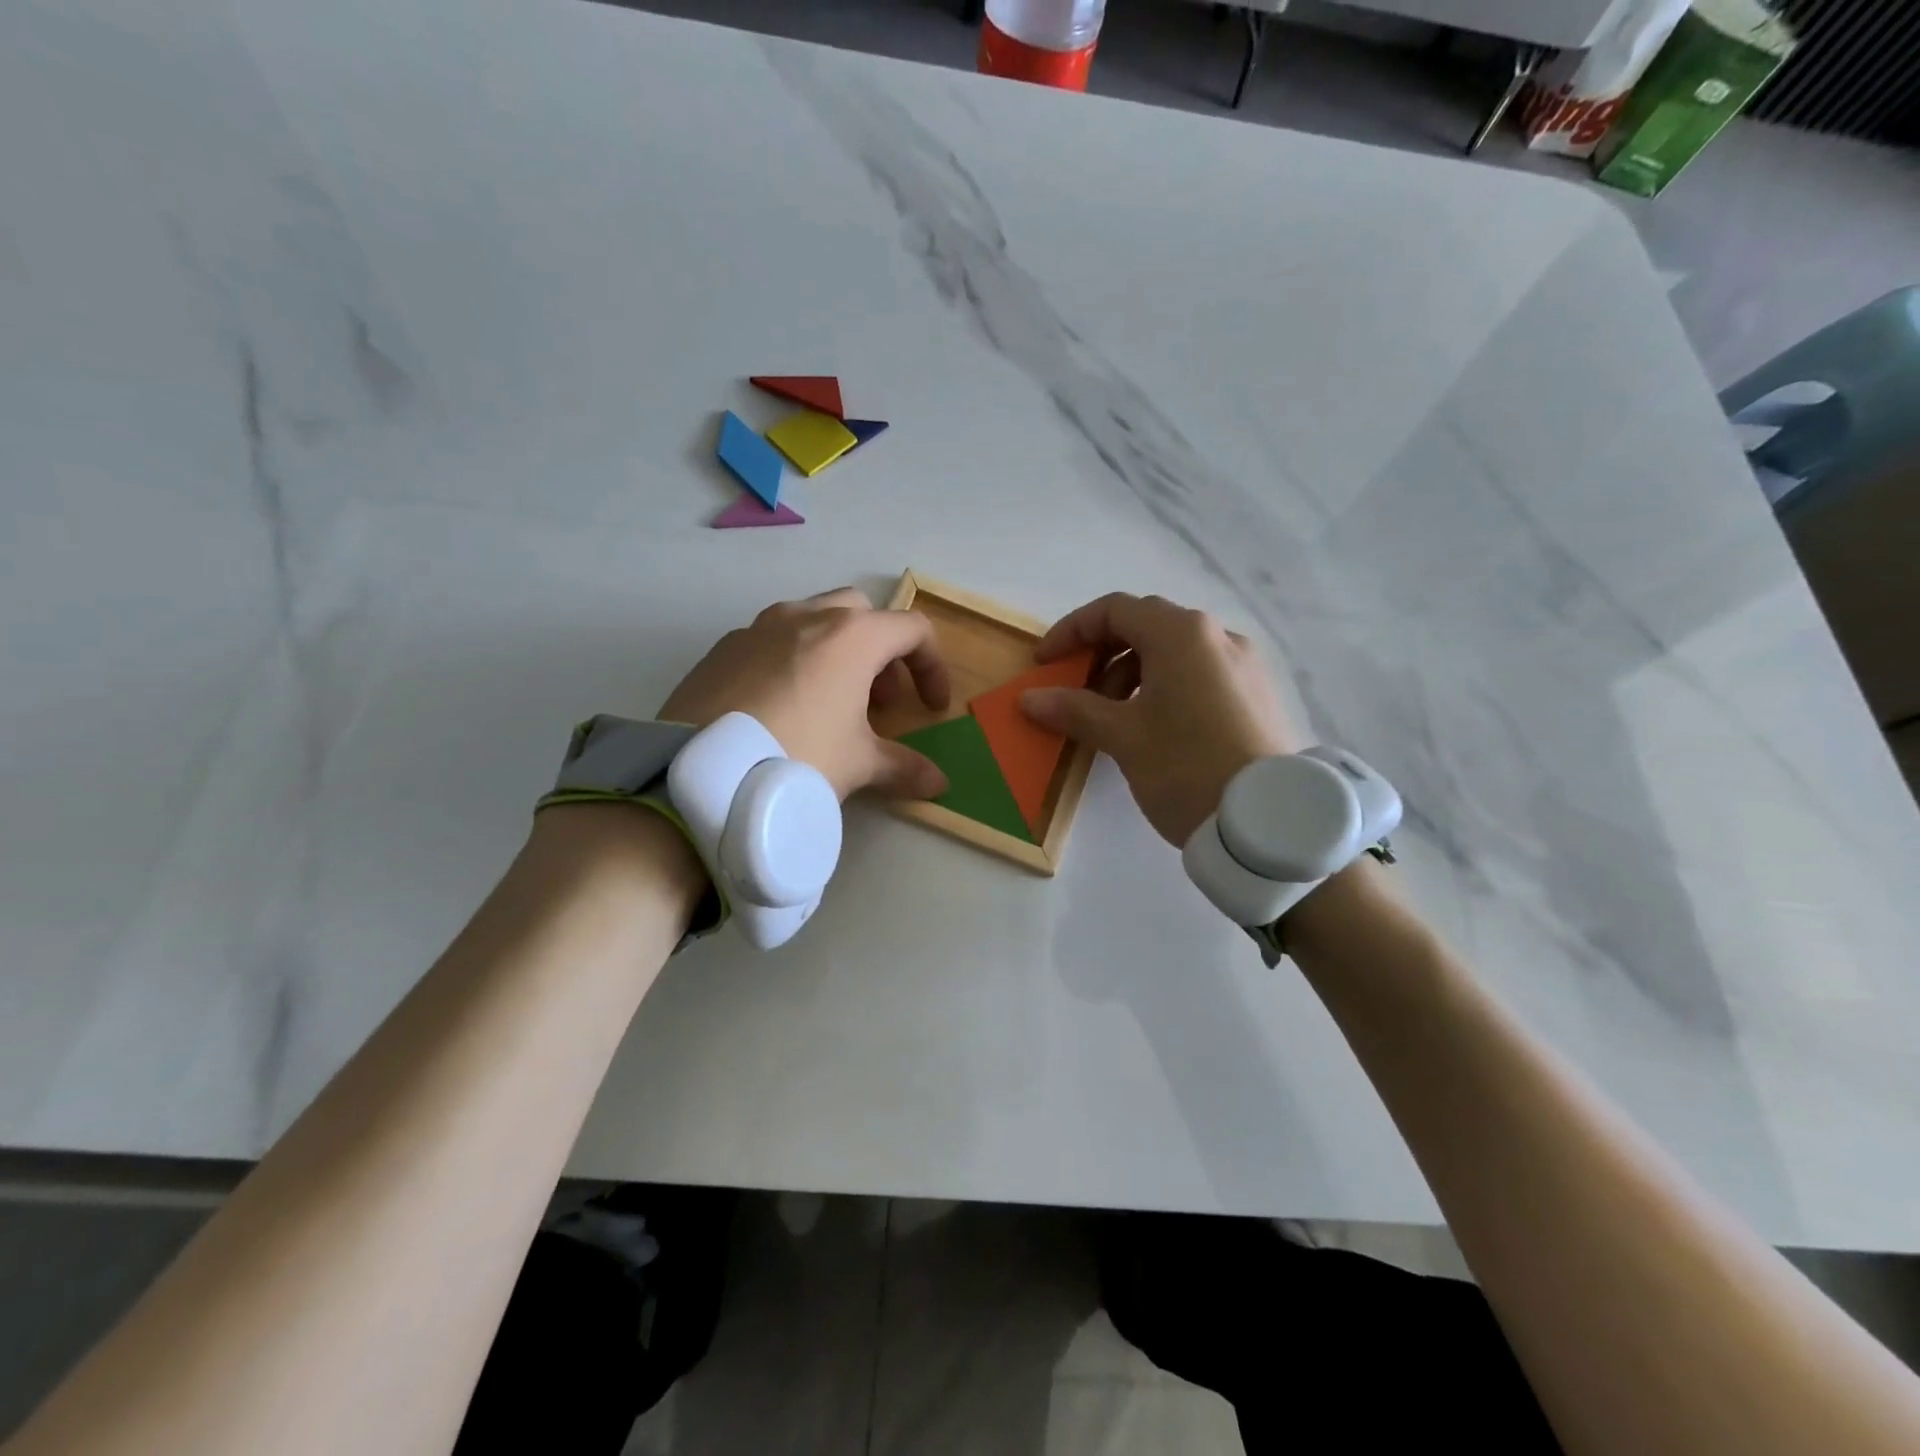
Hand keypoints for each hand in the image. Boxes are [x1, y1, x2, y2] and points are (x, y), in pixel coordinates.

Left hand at [659, 588, 951, 800]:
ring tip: (831, 704)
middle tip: (880, 701)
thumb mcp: (859, 765)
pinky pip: (771, 641)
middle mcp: (807, 616)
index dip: (932, 667)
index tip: (931, 707)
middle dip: (881, 652)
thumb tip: (938, 784)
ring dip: (836, 652)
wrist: (702, 774)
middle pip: (862, 614)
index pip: (913, 630)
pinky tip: (781, 709)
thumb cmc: (799, 757)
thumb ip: (903, 767)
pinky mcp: (723, 647)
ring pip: (813, 621)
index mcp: (852, 636)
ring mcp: (759, 627)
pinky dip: (792, 661)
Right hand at [1021, 593, 1297, 845]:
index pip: (1113, 610)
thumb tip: (1030, 698)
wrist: (1267, 822)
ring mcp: (1244, 664)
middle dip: (1102, 655)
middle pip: (1146, 626)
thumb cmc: (1185, 767)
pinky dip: (1165, 687)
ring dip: (1133, 674)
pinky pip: (1200, 673)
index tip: (1045, 664)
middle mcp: (1217, 635)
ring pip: (1175, 652)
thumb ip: (1074, 709)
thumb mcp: (1122, 737)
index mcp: (1182, 633)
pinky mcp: (1257, 694)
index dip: (1071, 631)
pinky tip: (1155, 727)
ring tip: (1114, 719)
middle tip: (1078, 694)